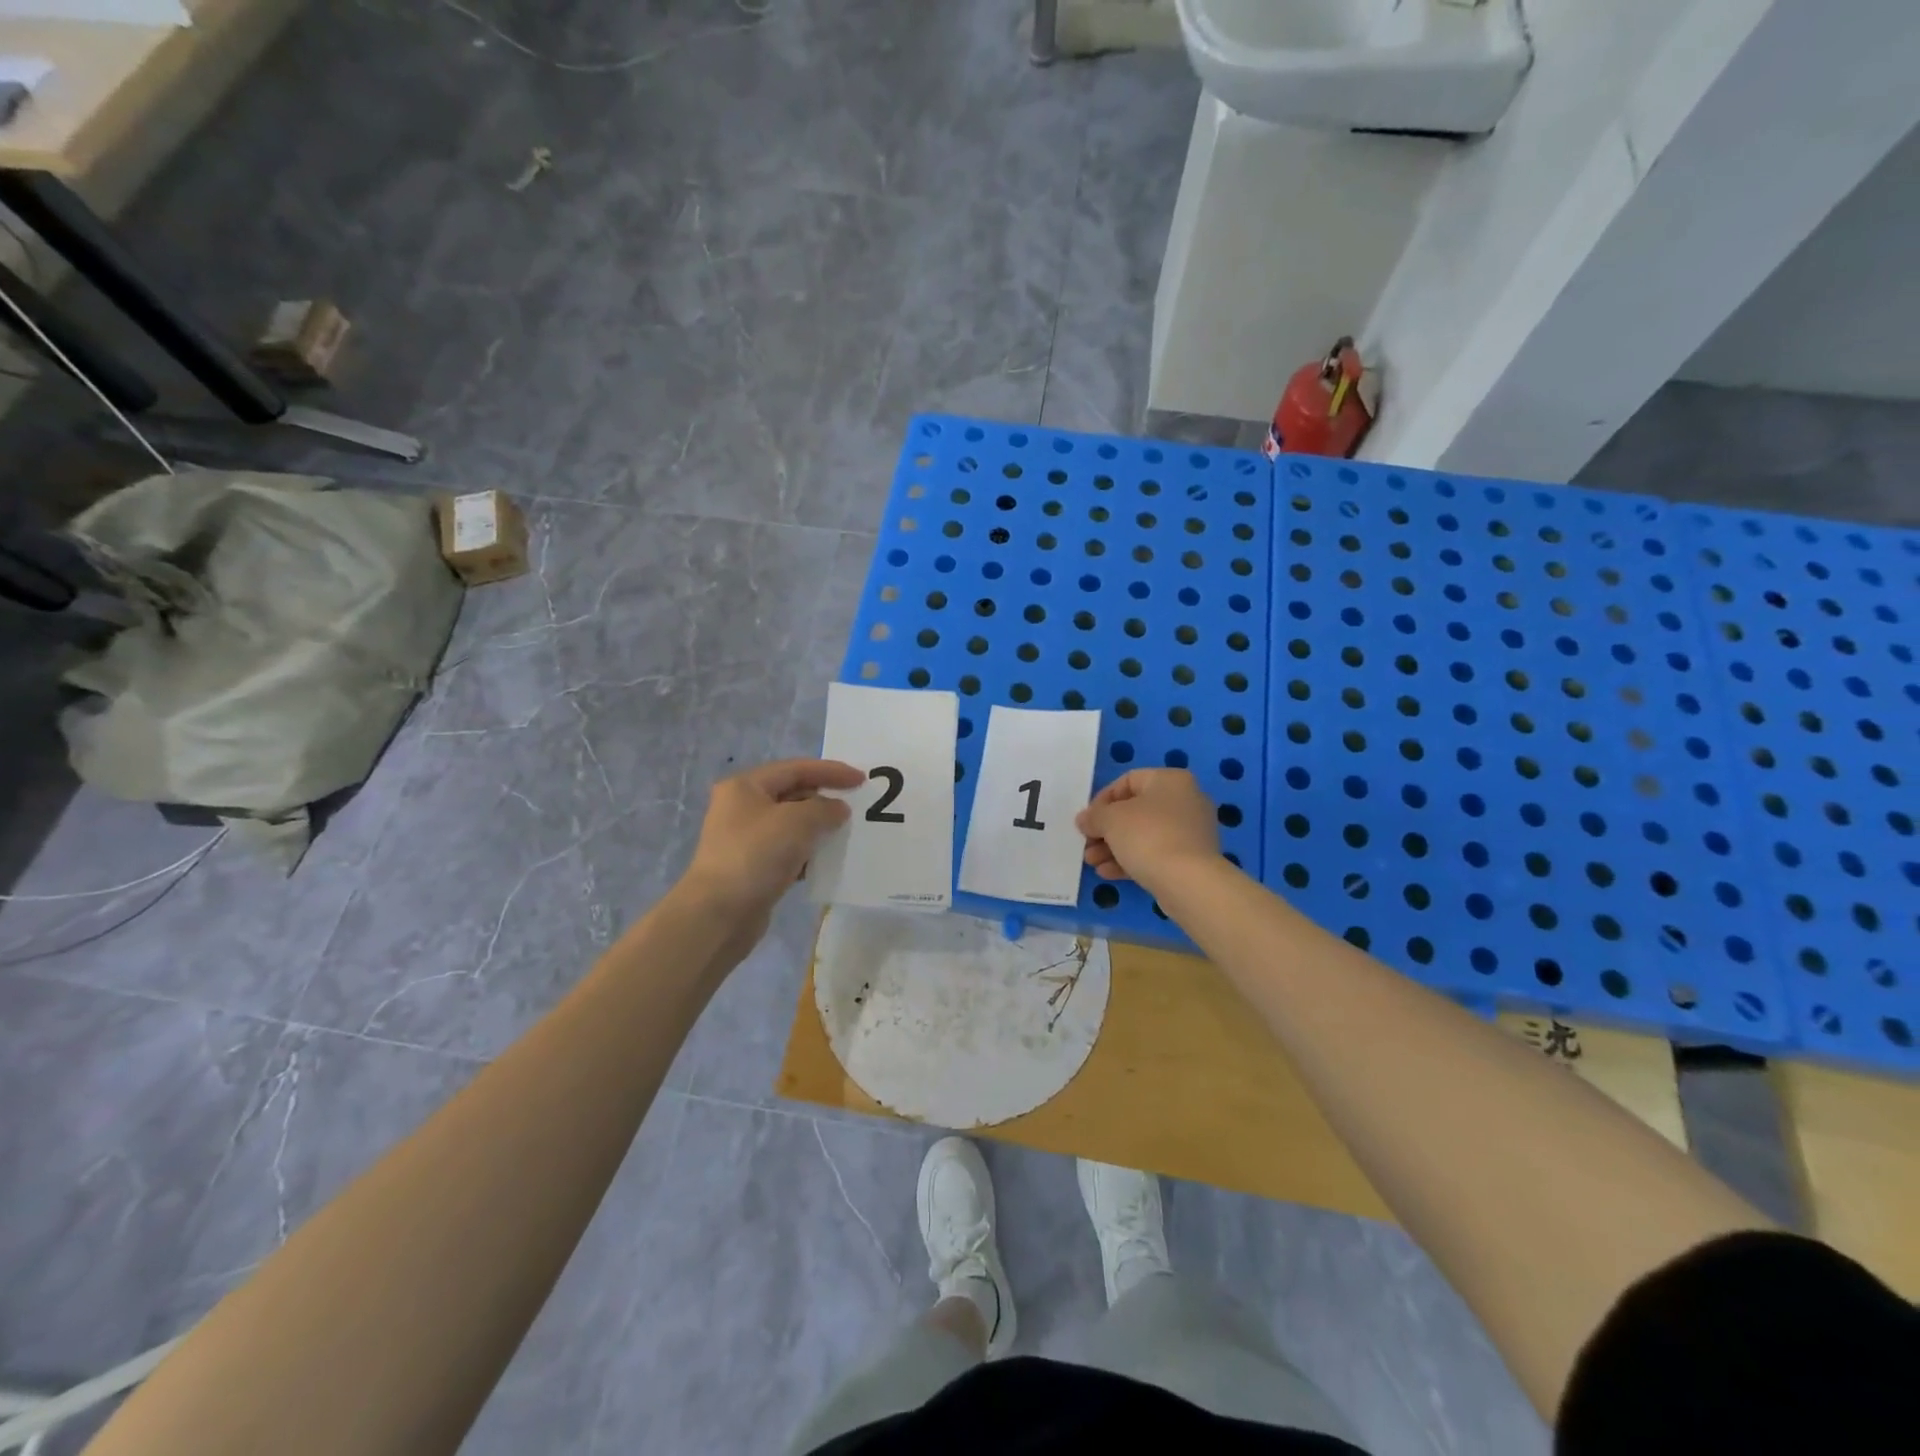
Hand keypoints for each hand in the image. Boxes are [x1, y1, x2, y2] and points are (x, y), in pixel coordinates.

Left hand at [682, 759, 863, 916]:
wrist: (719, 914)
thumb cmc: (756, 855)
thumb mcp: (797, 822)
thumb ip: (825, 809)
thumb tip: (837, 810)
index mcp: (745, 786)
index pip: (796, 769)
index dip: (831, 771)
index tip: (861, 780)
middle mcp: (741, 807)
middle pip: (792, 794)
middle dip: (824, 799)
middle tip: (856, 807)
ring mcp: (744, 839)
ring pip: (791, 825)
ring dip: (818, 828)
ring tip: (846, 834)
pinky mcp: (751, 867)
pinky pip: (787, 851)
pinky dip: (808, 852)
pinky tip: (826, 862)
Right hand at [1075, 769, 1221, 890]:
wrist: (1188, 881)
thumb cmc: (1148, 836)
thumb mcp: (1110, 819)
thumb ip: (1093, 816)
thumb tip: (1084, 820)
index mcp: (1170, 780)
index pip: (1127, 781)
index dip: (1102, 800)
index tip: (1088, 820)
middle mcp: (1186, 800)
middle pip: (1135, 811)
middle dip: (1106, 829)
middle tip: (1087, 844)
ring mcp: (1191, 832)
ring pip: (1144, 835)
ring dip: (1114, 847)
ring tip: (1092, 862)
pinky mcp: (1191, 859)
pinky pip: (1156, 854)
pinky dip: (1131, 860)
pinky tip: (1108, 873)